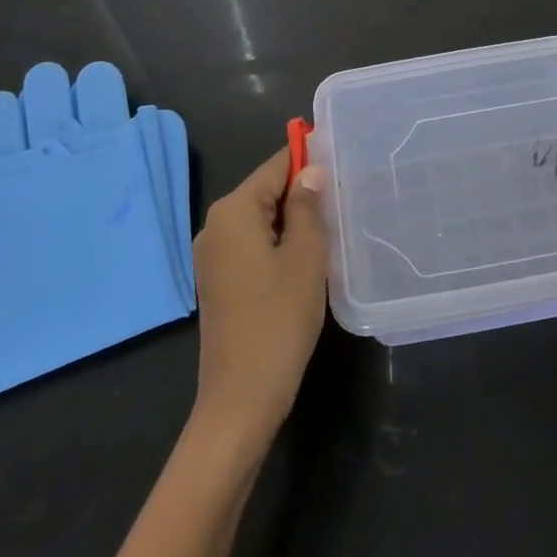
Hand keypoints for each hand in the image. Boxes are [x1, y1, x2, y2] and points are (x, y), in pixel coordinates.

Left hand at [189, 150, 326, 447]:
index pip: (275, 166)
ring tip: (331, 228)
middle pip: (265, 191)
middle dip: (302, 192)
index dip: (307, 159)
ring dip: (292, 221)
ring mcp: (212, 256)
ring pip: (260, 220)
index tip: (340, 159)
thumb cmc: (279, 319)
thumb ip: (308, 206)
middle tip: (343, 200)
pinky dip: (278, 243)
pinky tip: (305, 259)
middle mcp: (215, 225)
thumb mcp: (306, 256)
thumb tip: (311, 170)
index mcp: (233, 211)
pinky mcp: (218, 281)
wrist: (242, 397)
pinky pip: (252, 244)